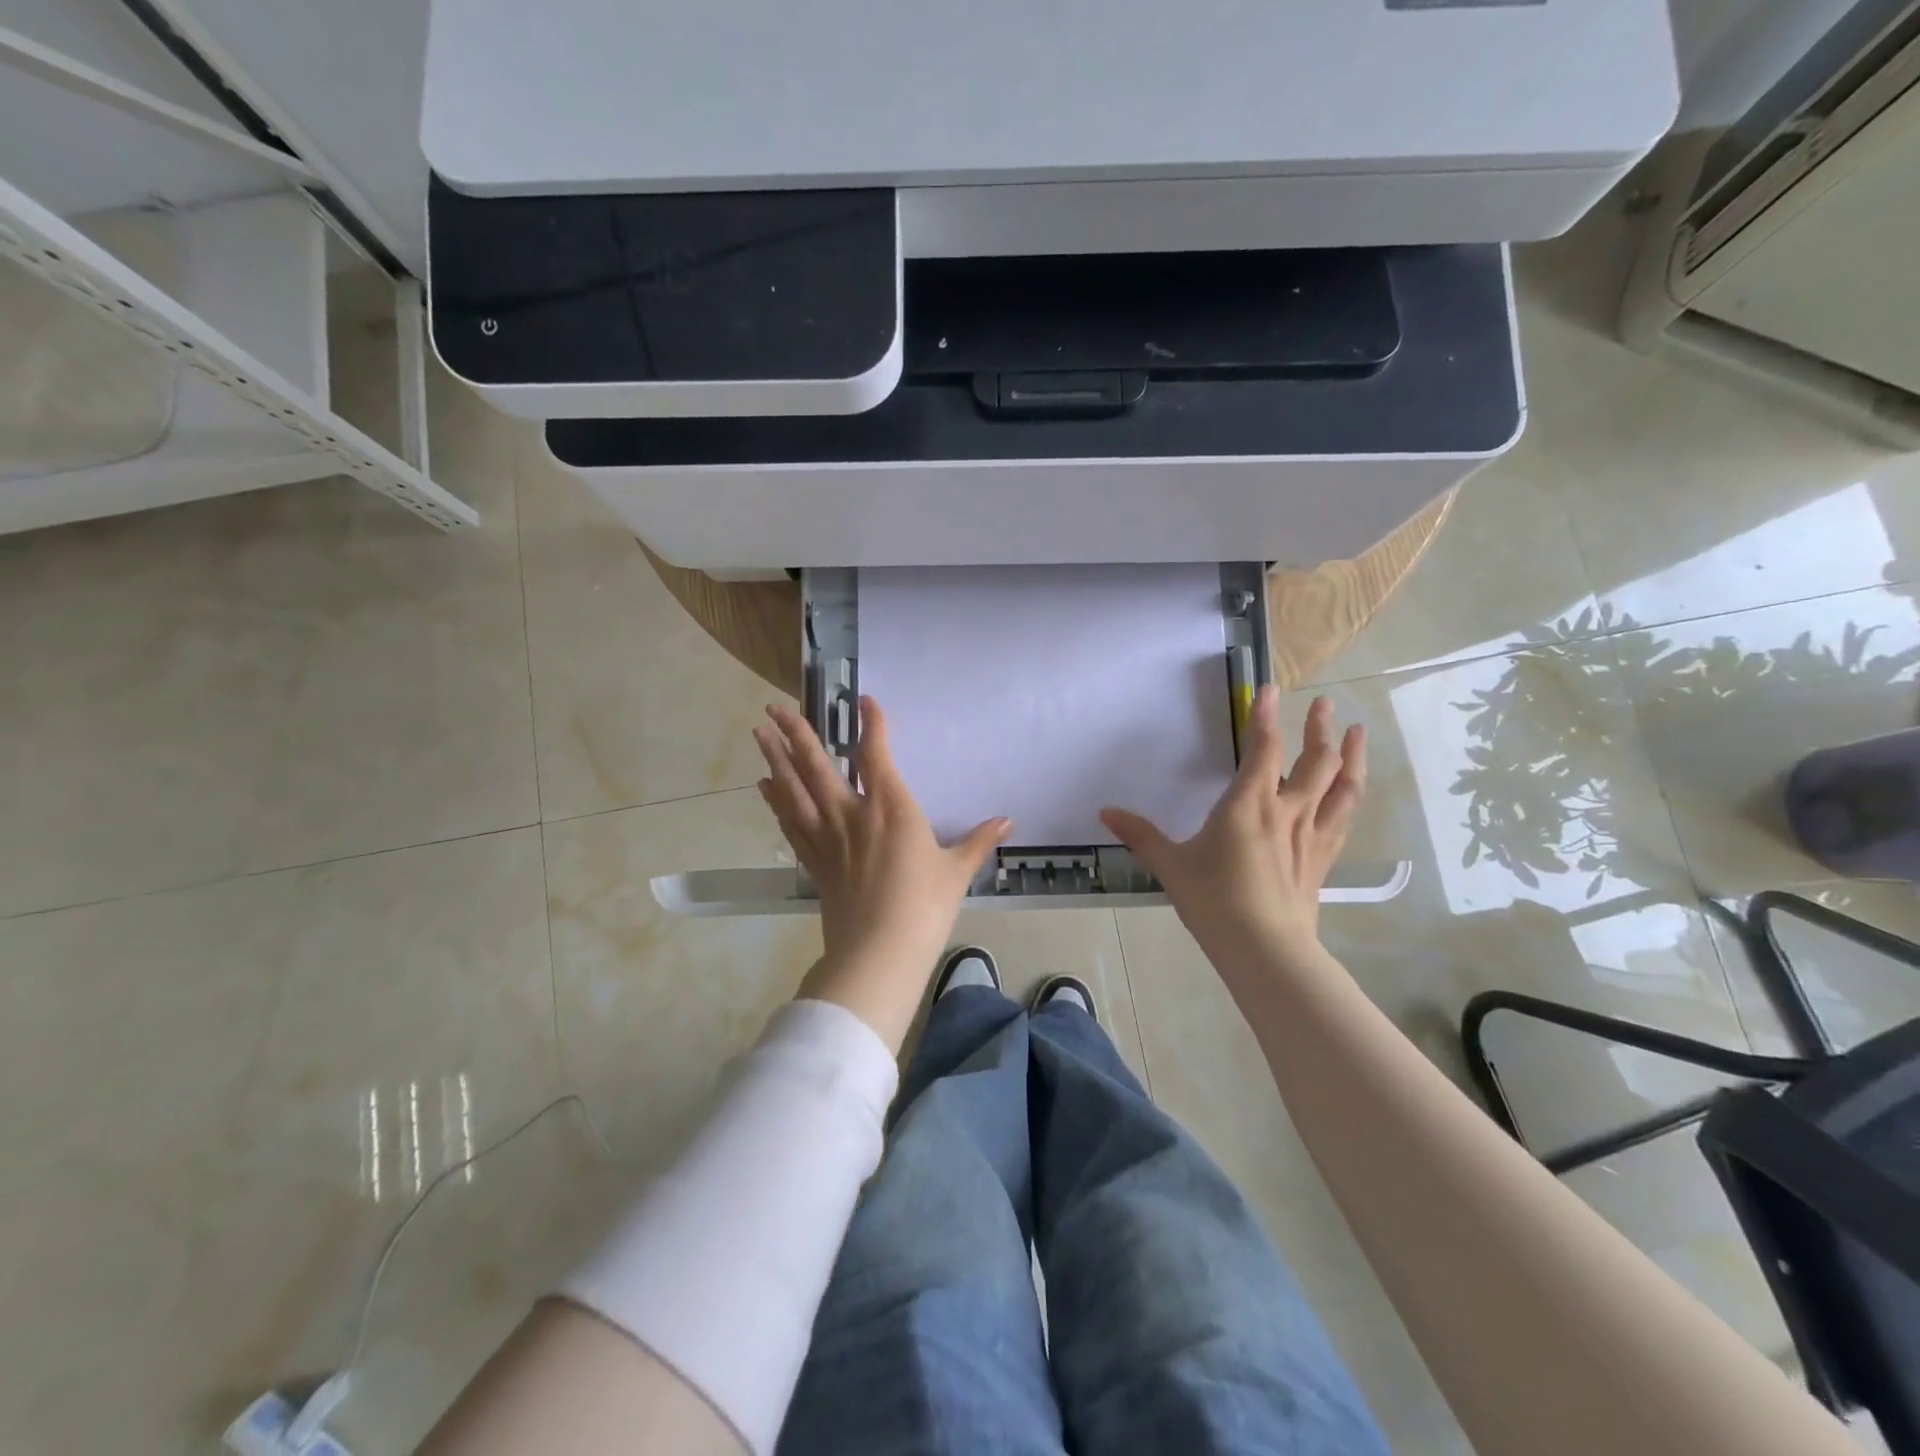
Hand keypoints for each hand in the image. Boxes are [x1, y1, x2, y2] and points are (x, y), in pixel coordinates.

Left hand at [754, 697, 1011, 1047]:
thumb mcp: (957, 871)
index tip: (865, 700)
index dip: (872, 724)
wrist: (879, 952)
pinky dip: (775, 801)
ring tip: (758, 732)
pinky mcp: (813, 860)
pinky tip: (764, 785)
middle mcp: (852, 812)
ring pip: (794, 788)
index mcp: (891, 807)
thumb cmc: (924, 907)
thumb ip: (978, 841)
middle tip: (775, 708)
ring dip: (775, 758)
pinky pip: (789, 822)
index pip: (877, 754)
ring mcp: (827, 836)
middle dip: (796, 732)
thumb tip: (1007, 822)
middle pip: (818, 764)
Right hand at [1101, 689, 1365, 974]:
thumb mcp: (1171, 866)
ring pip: (1341, 786)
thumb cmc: (1214, 902)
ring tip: (1356, 732)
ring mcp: (1311, 834)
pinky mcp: (1323, 858)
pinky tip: (1350, 790)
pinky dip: (1349, 795)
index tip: (1268, 688)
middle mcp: (1287, 810)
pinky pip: (1343, 817)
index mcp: (1249, 804)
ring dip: (1351, 755)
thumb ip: (1141, 835)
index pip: (1262, 747)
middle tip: (1324, 705)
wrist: (1265, 949)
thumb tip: (1106, 813)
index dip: (1264, 715)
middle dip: (1319, 728)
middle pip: (1314, 760)